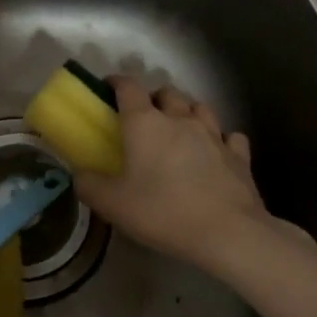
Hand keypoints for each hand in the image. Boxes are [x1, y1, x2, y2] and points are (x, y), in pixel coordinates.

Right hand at [72, 76, 286, 274]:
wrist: (229, 234)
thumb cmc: (163, 212)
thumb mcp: (112, 204)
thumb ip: (89, 185)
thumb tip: (78, 175)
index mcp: (145, 123)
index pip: (128, 86)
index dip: (116, 83)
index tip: (107, 89)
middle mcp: (180, 119)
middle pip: (166, 93)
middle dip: (154, 98)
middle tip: (144, 118)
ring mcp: (214, 135)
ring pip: (200, 108)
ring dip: (188, 112)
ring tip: (180, 130)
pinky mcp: (239, 156)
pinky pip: (230, 136)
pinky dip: (221, 139)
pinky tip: (217, 152)